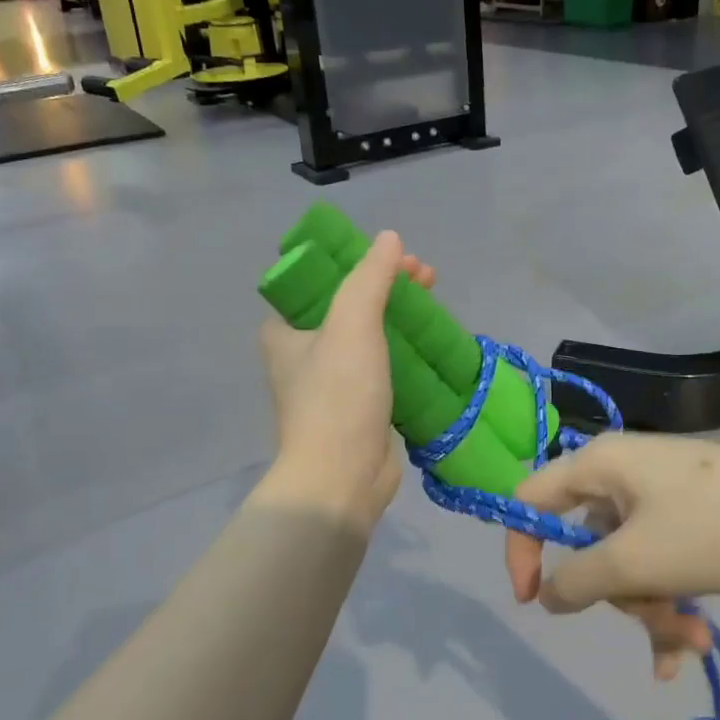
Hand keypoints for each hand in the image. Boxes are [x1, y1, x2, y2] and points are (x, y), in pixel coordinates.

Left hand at [257, 230, 434, 527]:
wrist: (341, 479)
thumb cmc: (338, 396)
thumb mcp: (351, 324)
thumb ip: (369, 277)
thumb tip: (389, 239)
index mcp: (285, 331)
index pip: (319, 279)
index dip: (356, 261)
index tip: (394, 257)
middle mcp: (302, 353)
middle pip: (349, 304)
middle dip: (387, 285)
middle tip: (424, 275)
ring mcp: (331, 383)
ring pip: (369, 335)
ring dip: (400, 315)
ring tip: (434, 300)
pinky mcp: (359, 407)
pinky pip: (384, 365)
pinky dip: (406, 349)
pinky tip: (432, 342)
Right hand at [503, 434, 719, 678]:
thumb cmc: (713, 528)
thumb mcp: (635, 561)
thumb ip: (577, 580)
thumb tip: (547, 595)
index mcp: (600, 465)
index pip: (531, 498)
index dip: (521, 548)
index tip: (532, 600)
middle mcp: (625, 475)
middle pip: (588, 542)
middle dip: (617, 594)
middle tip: (651, 620)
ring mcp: (664, 498)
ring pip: (629, 562)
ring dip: (652, 608)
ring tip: (691, 641)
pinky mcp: (696, 521)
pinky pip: (663, 564)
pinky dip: (672, 601)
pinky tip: (694, 645)